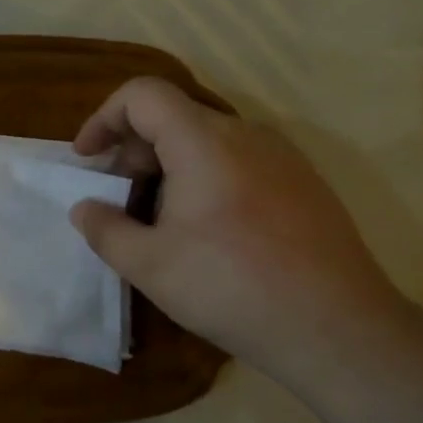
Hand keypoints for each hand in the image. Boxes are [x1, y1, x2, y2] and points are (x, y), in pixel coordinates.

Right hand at [68, 77, 403, 377]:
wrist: (338, 328)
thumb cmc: (232, 287)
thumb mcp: (149, 265)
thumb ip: (105, 230)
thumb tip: (85, 209)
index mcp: (203, 141)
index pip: (142, 94)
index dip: (104, 118)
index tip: (87, 160)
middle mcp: (245, 134)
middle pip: (174, 116)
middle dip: (133, 150)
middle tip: (119, 199)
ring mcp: (281, 157)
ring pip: (207, 140)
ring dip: (168, 167)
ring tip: (159, 221)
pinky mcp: (304, 183)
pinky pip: (239, 161)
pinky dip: (205, 178)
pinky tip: (208, 232)